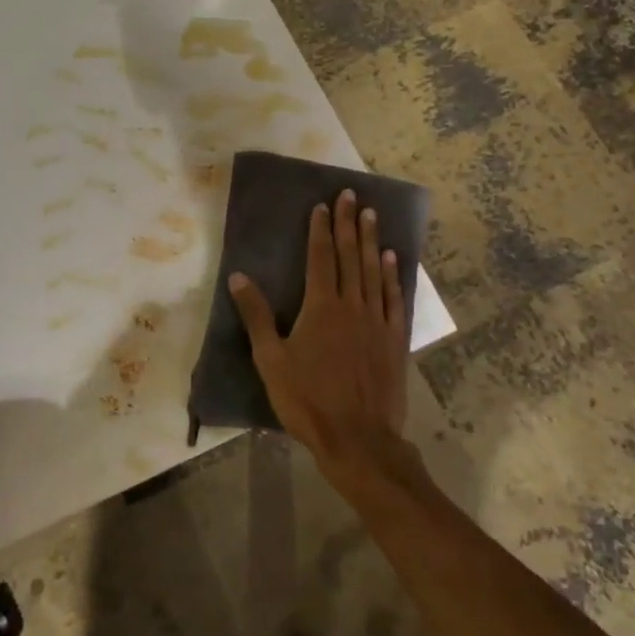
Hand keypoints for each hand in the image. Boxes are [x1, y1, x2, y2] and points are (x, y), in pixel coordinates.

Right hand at [228, 189, 410, 480]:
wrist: (358, 439)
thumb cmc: (307, 400)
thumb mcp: (271, 360)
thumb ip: (256, 315)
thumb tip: (239, 276)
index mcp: (321, 308)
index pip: (320, 258)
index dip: (320, 230)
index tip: (322, 205)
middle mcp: (352, 306)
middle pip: (350, 257)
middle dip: (348, 224)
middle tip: (352, 195)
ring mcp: (377, 322)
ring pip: (375, 272)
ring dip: (371, 241)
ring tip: (371, 215)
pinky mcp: (395, 340)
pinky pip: (395, 299)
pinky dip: (393, 276)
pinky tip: (392, 259)